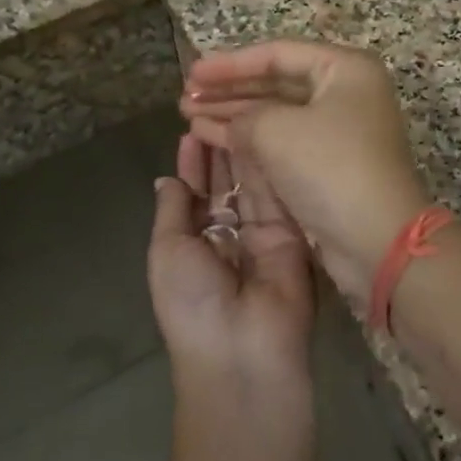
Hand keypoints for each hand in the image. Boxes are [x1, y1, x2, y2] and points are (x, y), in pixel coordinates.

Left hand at [148, 132, 316, 384]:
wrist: (243, 349)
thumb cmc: (192, 303)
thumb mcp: (167, 252)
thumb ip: (173, 210)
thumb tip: (166, 178)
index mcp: (195, 245)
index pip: (195, 195)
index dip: (193, 164)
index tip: (191, 130)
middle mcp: (229, 237)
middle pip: (225, 185)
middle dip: (219, 151)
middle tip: (219, 111)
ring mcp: (263, 234)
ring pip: (251, 185)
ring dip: (242, 151)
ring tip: (238, 112)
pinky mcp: (293, 233)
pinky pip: (278, 195)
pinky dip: (268, 165)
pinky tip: (263, 133)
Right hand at [179, 41, 430, 306]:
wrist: (377, 239)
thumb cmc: (331, 168)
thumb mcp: (278, 130)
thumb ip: (244, 116)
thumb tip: (230, 122)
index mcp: (345, 69)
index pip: (278, 54)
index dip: (230, 63)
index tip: (193, 72)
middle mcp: (346, 94)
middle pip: (276, 83)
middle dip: (229, 90)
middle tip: (186, 97)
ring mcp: (339, 131)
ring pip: (276, 114)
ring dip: (233, 115)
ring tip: (189, 117)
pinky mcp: (329, 165)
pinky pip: (282, 141)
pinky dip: (248, 139)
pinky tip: (212, 138)